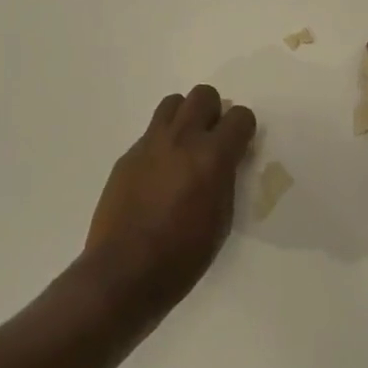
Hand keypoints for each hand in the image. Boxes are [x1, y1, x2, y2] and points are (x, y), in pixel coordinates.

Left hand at [83, 85, 256, 316]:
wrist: (124, 272)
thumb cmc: (182, 256)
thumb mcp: (221, 219)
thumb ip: (225, 179)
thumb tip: (224, 161)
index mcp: (212, 156)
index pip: (240, 117)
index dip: (244, 129)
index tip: (240, 145)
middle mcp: (182, 139)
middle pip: (203, 95)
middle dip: (214, 112)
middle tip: (212, 141)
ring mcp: (151, 143)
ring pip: (173, 103)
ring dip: (185, 117)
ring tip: (185, 147)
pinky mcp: (128, 155)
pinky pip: (151, 132)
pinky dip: (162, 142)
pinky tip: (159, 174)